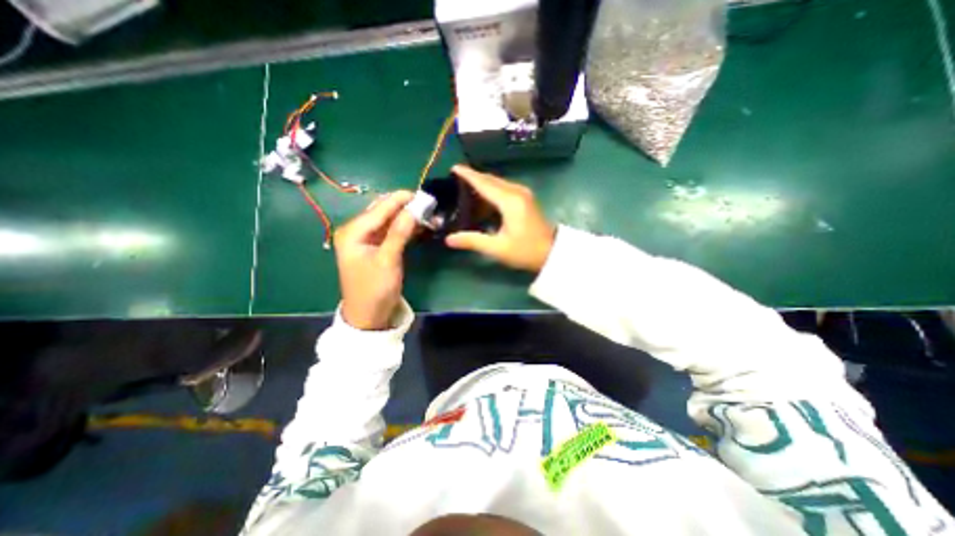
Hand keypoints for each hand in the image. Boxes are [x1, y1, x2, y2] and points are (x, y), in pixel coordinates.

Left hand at [336, 188, 418, 329]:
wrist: (368, 316)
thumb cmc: (375, 289)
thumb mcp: (388, 260)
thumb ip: (399, 233)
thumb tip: (414, 208)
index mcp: (352, 232)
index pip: (379, 209)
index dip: (400, 199)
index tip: (421, 194)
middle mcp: (356, 231)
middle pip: (382, 212)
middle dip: (404, 207)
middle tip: (427, 206)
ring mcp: (366, 240)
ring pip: (388, 221)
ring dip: (407, 217)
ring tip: (427, 214)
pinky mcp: (376, 248)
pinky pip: (391, 232)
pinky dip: (405, 228)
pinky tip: (419, 226)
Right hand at [444, 163, 557, 270]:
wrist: (552, 253)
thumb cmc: (526, 251)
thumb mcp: (497, 248)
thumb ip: (472, 241)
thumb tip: (448, 239)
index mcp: (509, 201)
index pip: (484, 183)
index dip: (468, 175)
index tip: (453, 168)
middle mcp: (517, 191)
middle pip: (491, 179)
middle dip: (473, 178)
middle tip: (455, 181)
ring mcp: (523, 193)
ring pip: (497, 183)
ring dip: (482, 184)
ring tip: (464, 190)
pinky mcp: (525, 198)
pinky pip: (504, 188)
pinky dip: (491, 191)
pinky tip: (482, 199)